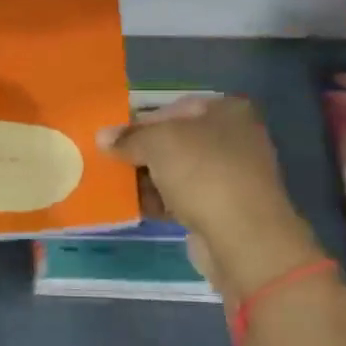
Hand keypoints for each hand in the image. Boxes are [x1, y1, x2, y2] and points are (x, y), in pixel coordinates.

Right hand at [99, 96, 324, 299]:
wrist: (243, 237)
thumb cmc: (203, 173)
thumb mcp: (158, 143)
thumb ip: (129, 138)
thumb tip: (103, 137)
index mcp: (227, 112)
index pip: (174, 108)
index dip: (141, 121)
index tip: (113, 138)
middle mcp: (234, 139)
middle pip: (176, 141)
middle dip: (142, 152)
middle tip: (110, 161)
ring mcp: (230, 177)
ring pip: (178, 172)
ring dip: (147, 178)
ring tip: (113, 185)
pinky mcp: (223, 210)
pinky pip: (182, 199)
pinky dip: (159, 201)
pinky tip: (132, 207)